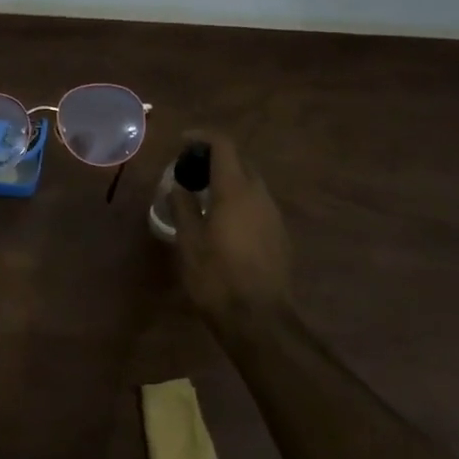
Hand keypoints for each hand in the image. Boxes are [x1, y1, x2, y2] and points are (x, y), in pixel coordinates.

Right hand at [169, 130, 292, 322]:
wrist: (260, 321)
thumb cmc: (217, 277)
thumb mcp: (189, 241)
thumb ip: (183, 207)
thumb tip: (178, 186)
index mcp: (235, 190)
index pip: (223, 145)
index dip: (202, 137)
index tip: (183, 141)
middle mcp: (260, 195)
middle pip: (240, 161)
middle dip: (215, 159)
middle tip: (189, 171)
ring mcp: (274, 215)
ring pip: (251, 184)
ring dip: (228, 180)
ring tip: (203, 196)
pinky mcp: (280, 235)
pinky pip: (258, 204)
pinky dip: (239, 200)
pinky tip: (223, 222)